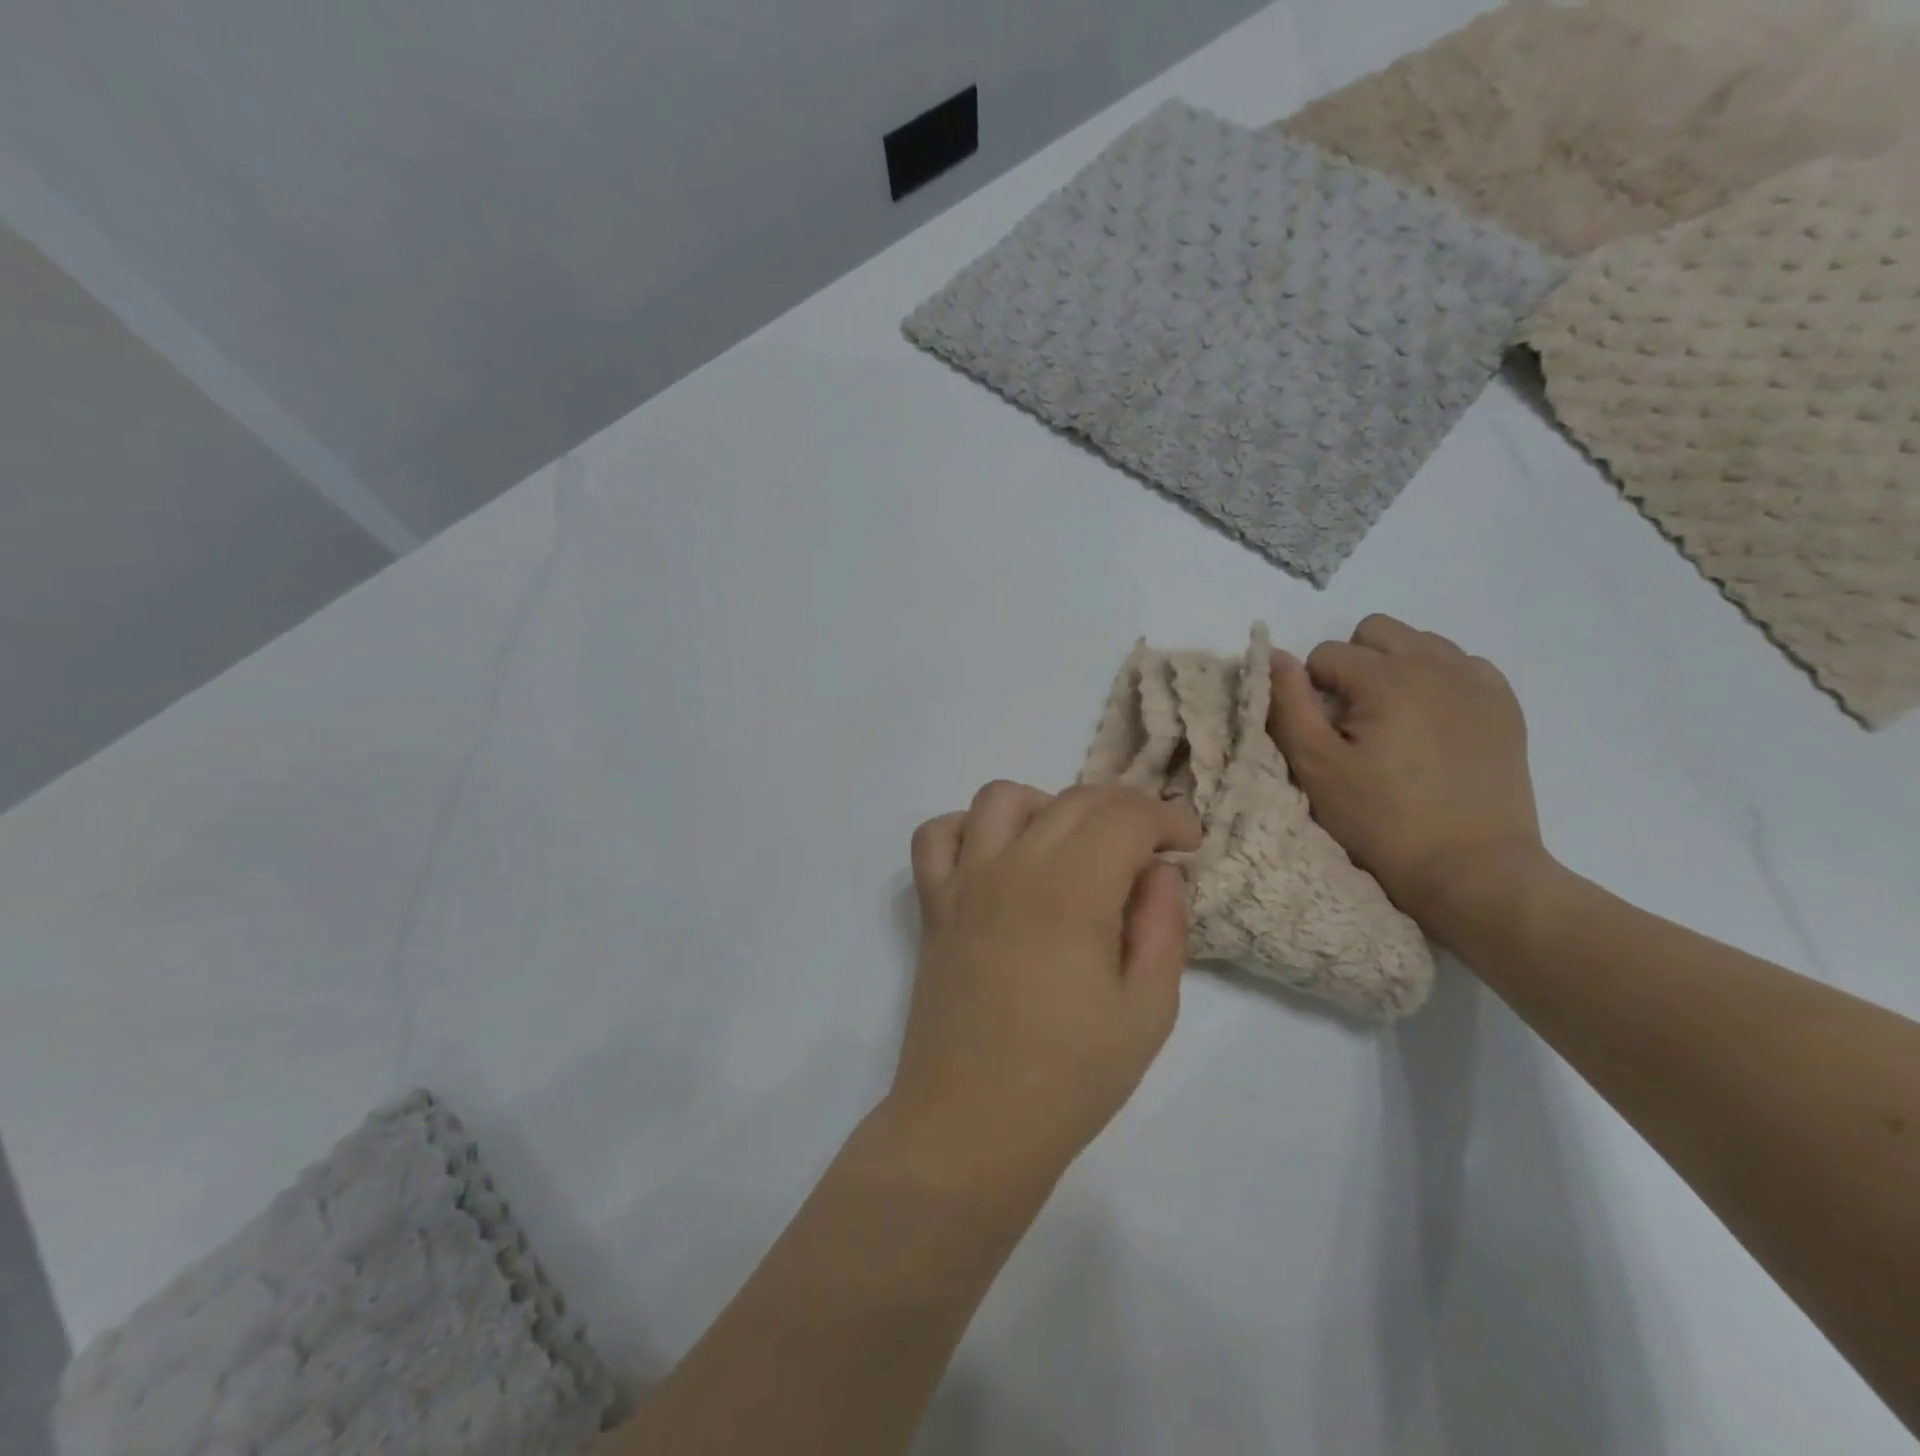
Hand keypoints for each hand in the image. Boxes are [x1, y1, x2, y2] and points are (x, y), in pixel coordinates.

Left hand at [886, 781, 1201, 1198]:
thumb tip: (1158, 871)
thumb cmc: (1069, 1079)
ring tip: (1071, 849)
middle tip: (1147, 850)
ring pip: (1003, 798)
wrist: (971, 1125)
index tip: (1188, 844)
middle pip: (1073, 800)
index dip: (1166, 817)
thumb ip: (1163, 927)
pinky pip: (936, 835)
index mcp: (1072, 892)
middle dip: (1123, 810)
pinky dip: (968, 828)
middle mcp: (1013, 868)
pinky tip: (996, 859)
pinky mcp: (934, 905)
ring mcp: (964, 883)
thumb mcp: (1148, 1012)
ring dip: (1048, 807)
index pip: (1124, 815)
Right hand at [1266, 614, 1550, 938]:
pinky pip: (1462, 665)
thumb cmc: (1382, 821)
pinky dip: (1439, 682)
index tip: (1323, 734)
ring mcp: (1477, 682)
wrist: (1472, 869)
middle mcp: (1435, 664)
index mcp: (1386, 677)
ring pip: (1420, 643)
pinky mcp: (1505, 705)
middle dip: (1353, 665)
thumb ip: (1288, 705)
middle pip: (1375, 631)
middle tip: (1353, 720)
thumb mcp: (1317, 768)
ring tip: (1394, 722)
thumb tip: (1274, 656)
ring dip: (1395, 669)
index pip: (1325, 654)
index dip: (1311, 691)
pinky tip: (1434, 724)